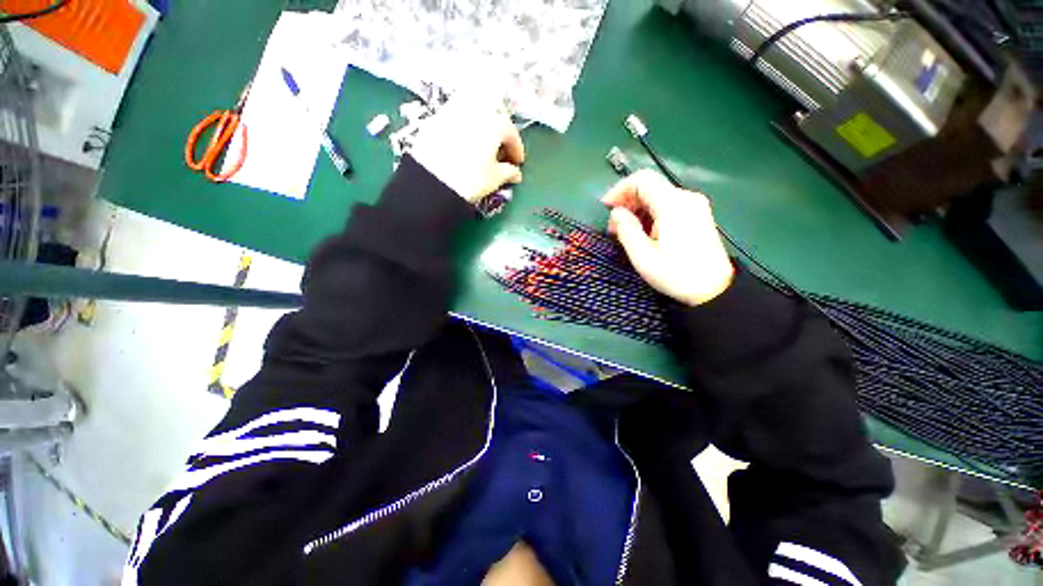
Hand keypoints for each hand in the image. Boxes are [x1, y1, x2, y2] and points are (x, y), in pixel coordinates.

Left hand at [408, 93, 525, 203]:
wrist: (431, 181)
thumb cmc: (470, 179)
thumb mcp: (494, 179)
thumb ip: (508, 172)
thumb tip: (515, 172)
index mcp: (494, 123)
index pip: (511, 133)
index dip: (516, 149)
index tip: (517, 162)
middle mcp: (475, 110)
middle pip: (493, 113)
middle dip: (500, 130)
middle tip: (500, 150)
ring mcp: (453, 111)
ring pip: (473, 108)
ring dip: (482, 122)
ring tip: (482, 143)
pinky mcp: (435, 119)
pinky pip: (455, 116)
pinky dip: (464, 126)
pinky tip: (463, 142)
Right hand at [602, 170, 734, 306]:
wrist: (713, 289)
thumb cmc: (675, 274)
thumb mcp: (643, 256)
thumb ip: (626, 230)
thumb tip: (616, 213)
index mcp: (672, 205)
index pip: (642, 180)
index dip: (620, 190)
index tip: (606, 208)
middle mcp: (686, 198)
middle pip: (650, 186)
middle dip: (627, 202)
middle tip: (614, 227)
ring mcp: (694, 205)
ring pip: (658, 196)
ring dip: (638, 209)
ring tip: (627, 232)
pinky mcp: (697, 215)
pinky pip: (668, 205)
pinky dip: (651, 213)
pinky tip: (645, 233)